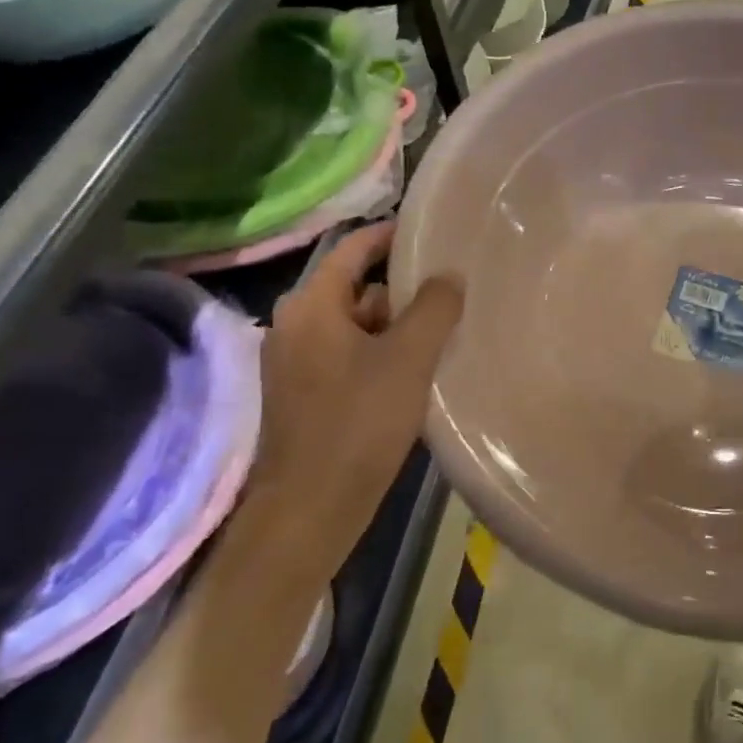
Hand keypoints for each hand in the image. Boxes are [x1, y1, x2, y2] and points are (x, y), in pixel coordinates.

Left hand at [242, 222, 463, 583]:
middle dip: (401, 290)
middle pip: (355, 288)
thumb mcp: (408, 358)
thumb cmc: (358, 424)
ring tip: (439, 335)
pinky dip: (380, 353)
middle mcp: (294, 326)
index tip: (429, 231)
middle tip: (448, 293)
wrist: (309, 512)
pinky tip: (413, 373)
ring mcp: (295, 363)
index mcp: (311, 308)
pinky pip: (348, 354)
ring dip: (394, 326)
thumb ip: (433, 308)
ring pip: (354, 325)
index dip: (389, 236)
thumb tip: (448, 275)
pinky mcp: (303, 394)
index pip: (351, 250)